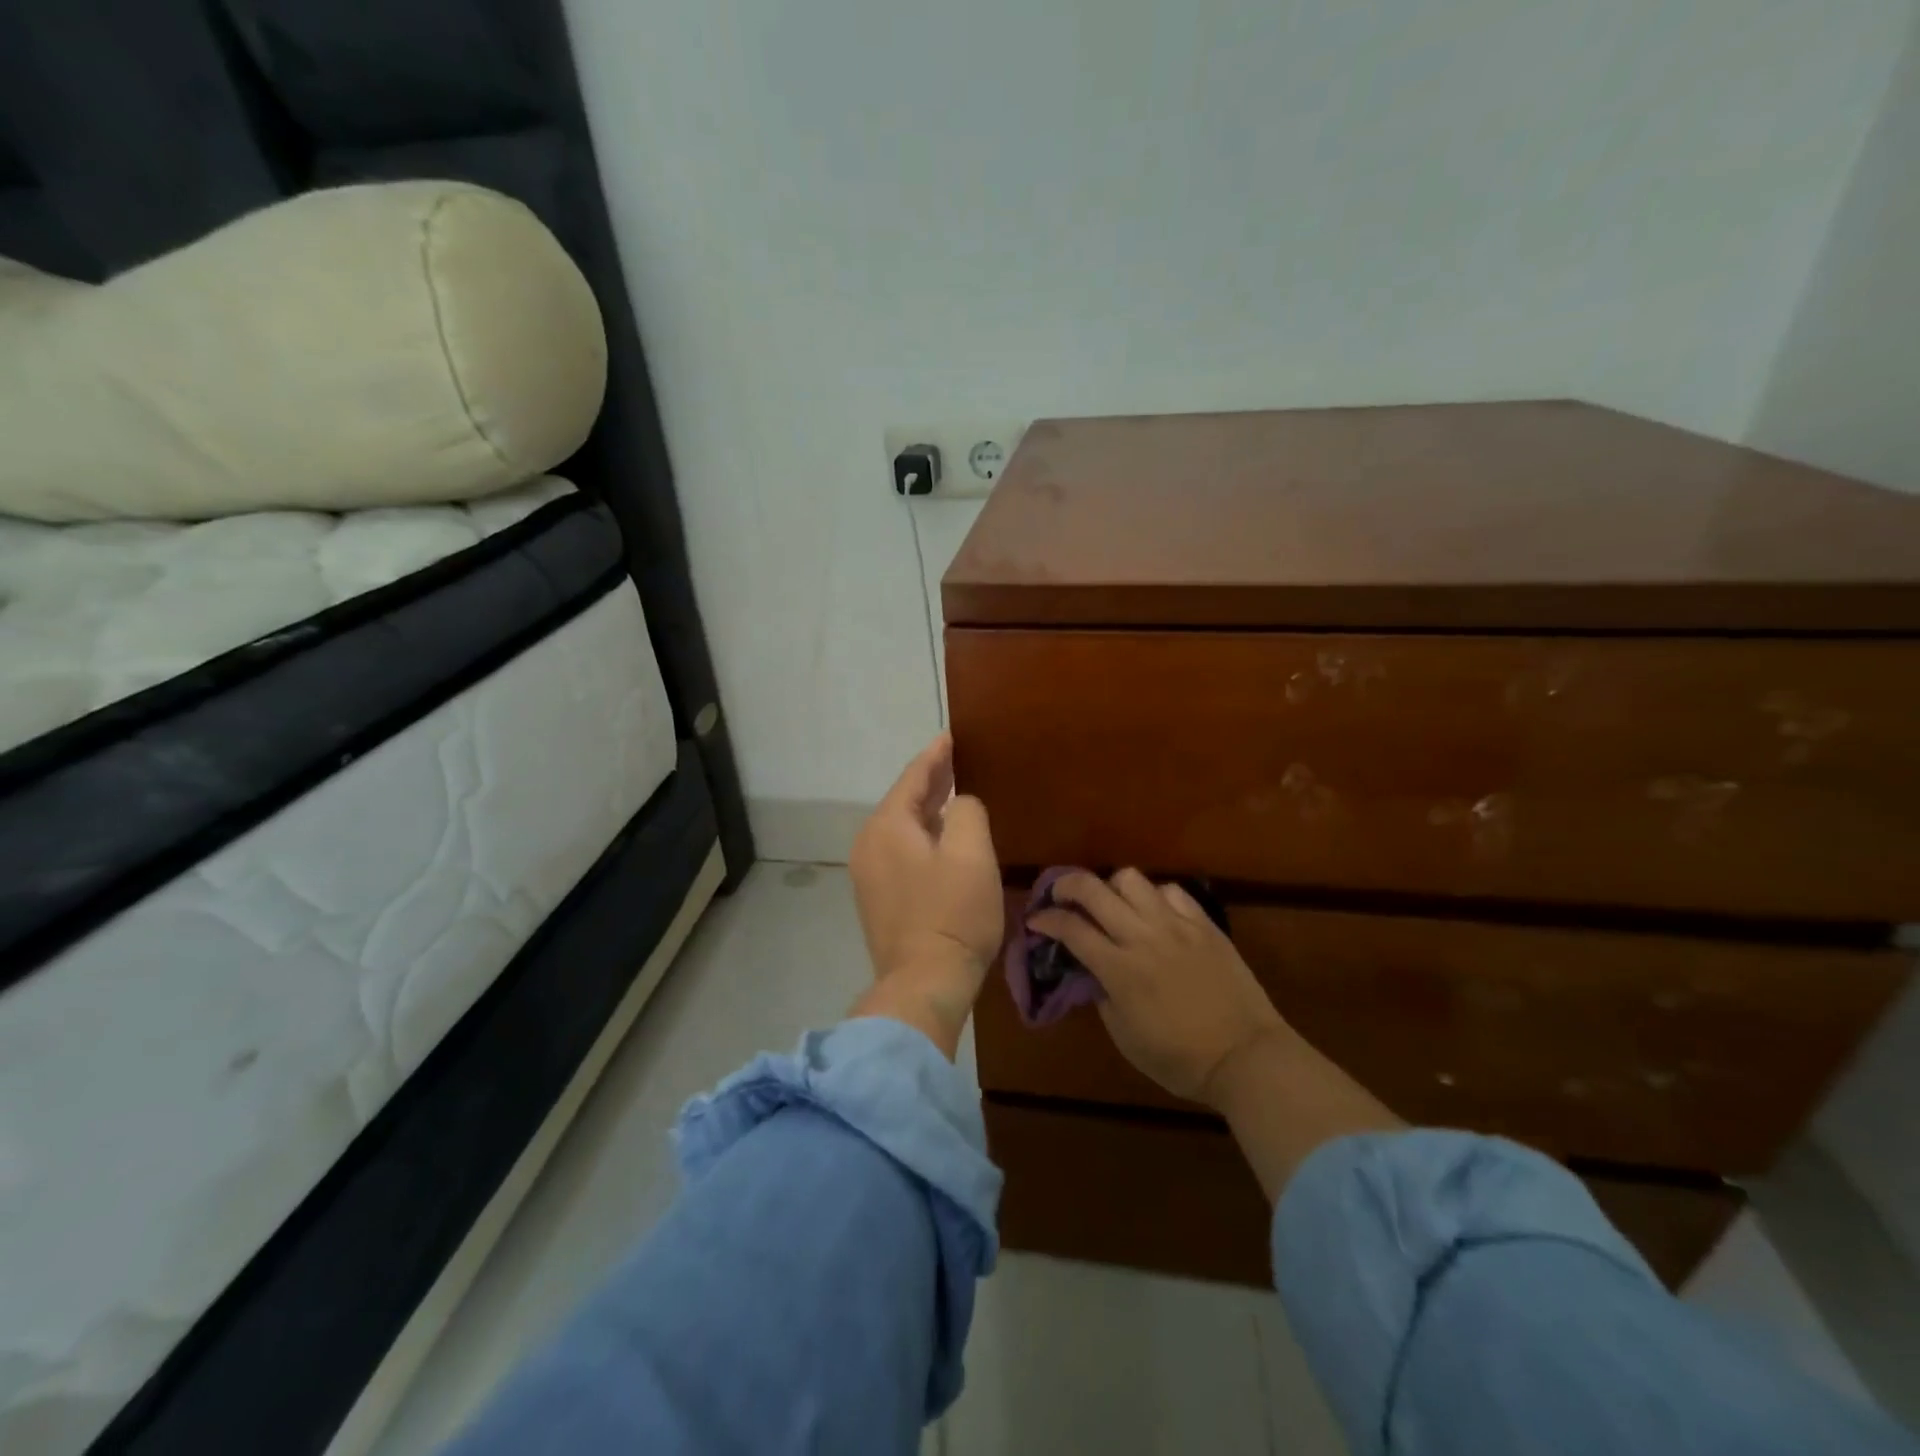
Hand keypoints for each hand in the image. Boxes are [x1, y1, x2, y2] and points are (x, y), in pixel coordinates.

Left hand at [847, 734, 1002, 1057]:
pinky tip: (942, 841)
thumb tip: (959, 804)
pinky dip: (922, 839)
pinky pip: (901, 853)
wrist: (925, 984)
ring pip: (902, 829)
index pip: (913, 778)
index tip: (951, 736)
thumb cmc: (952, 913)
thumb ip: (966, 811)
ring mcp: (868, 875)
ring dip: (927, 812)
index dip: (936, 755)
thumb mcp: (971, 852)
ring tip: (953, 796)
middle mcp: (869, 845)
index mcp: (887, 826)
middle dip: (931, 782)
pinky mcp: (878, 900)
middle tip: (957, 762)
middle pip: (904, 802)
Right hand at [1027, 869, 1289, 1106]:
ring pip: (1131, 879)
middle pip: (1093, 889)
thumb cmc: (1179, 1059)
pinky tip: (1154, 913)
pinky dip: (1154, 896)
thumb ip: (1102, 995)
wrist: (1246, 1057)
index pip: (1071, 929)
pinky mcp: (1204, 924)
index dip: (1046, 920)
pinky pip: (1171, 891)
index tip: (1035, 921)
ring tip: (1111, 904)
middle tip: (1059, 896)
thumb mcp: (1125, 1037)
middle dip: (1066, 886)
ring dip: (1111, 887)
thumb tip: (1091, 969)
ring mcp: (1176, 925)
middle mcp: (1143, 937)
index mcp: (1119, 970)